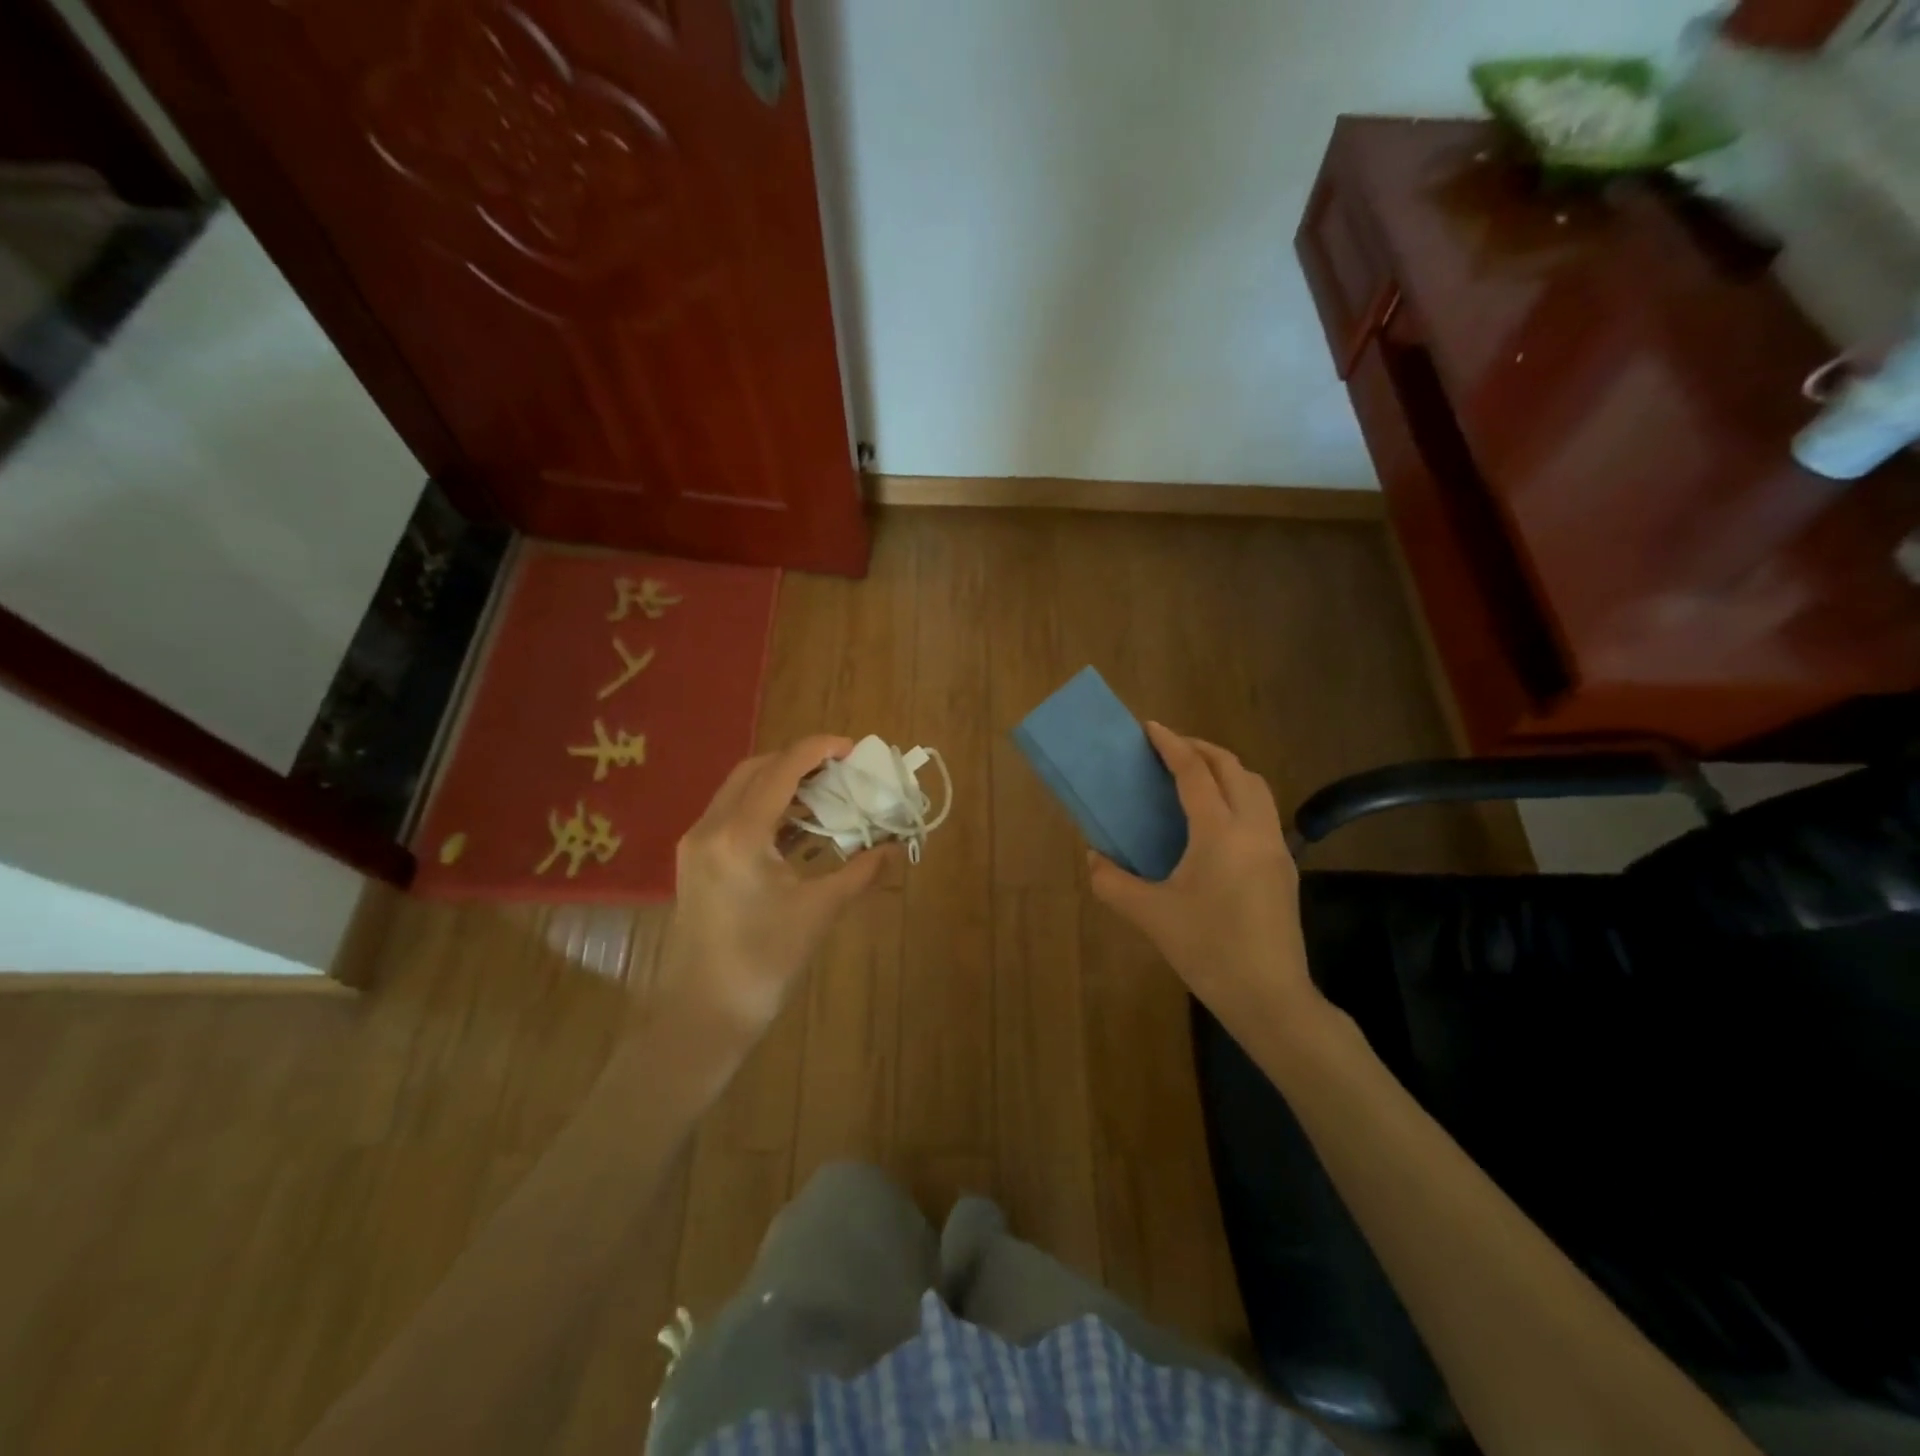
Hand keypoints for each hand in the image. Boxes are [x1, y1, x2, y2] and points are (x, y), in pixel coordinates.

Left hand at [658, 736, 897, 1035]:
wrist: (704, 1014)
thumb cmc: (764, 962)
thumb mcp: (819, 911)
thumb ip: (860, 871)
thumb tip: (894, 846)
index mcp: (740, 834)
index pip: (782, 769)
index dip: (819, 749)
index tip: (854, 749)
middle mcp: (711, 827)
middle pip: (756, 769)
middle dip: (799, 761)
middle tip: (840, 770)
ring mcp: (696, 843)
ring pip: (740, 790)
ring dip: (781, 783)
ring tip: (824, 793)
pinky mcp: (695, 861)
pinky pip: (732, 815)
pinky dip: (765, 808)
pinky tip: (796, 827)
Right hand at [1088, 723, 1322, 1026]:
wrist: (1269, 996)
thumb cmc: (1207, 950)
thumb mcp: (1149, 916)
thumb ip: (1112, 882)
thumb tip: (1094, 857)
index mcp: (1219, 833)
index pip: (1195, 772)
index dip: (1171, 745)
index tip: (1151, 727)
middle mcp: (1253, 829)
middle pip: (1232, 767)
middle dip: (1201, 749)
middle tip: (1169, 749)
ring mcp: (1275, 846)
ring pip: (1255, 786)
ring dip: (1225, 769)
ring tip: (1194, 775)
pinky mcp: (1284, 866)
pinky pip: (1262, 810)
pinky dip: (1238, 793)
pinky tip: (1216, 818)